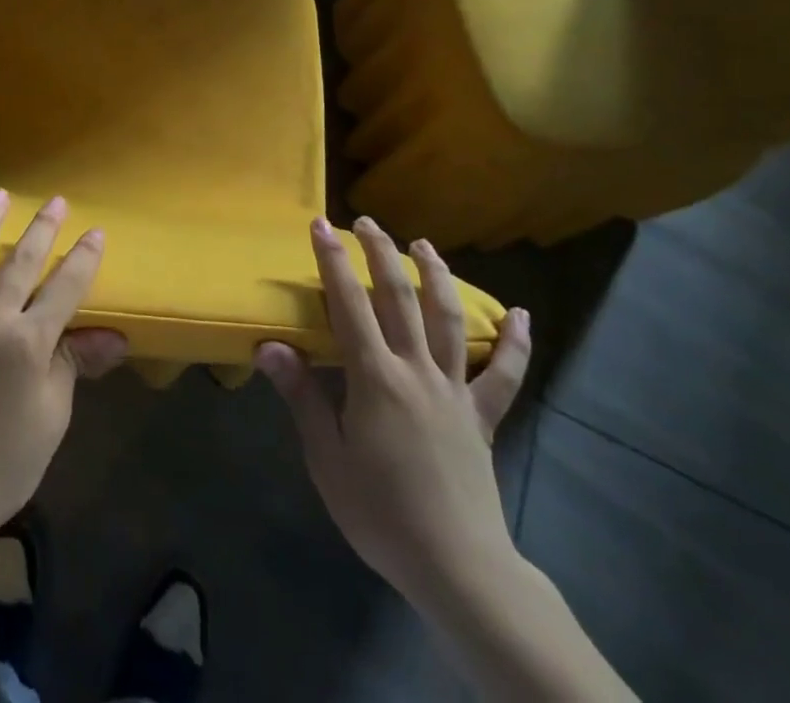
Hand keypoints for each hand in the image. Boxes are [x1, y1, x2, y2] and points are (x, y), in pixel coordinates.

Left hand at [0, 190, 127, 540]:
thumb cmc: (7, 460)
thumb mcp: (52, 413)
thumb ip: (73, 364)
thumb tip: (112, 336)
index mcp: (28, 340)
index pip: (64, 288)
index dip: (83, 258)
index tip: (95, 231)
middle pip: (19, 264)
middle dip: (41, 230)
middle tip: (55, 202)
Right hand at [255, 216, 531, 611]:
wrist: (458, 568)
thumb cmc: (380, 512)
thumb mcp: (327, 458)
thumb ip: (302, 396)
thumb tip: (269, 346)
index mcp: (375, 377)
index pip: (348, 304)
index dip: (332, 261)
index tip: (320, 225)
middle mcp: (416, 370)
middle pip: (398, 298)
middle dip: (381, 254)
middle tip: (367, 222)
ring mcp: (454, 390)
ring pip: (447, 319)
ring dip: (436, 276)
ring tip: (424, 245)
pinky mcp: (483, 416)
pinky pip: (503, 374)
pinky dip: (514, 343)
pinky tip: (521, 316)